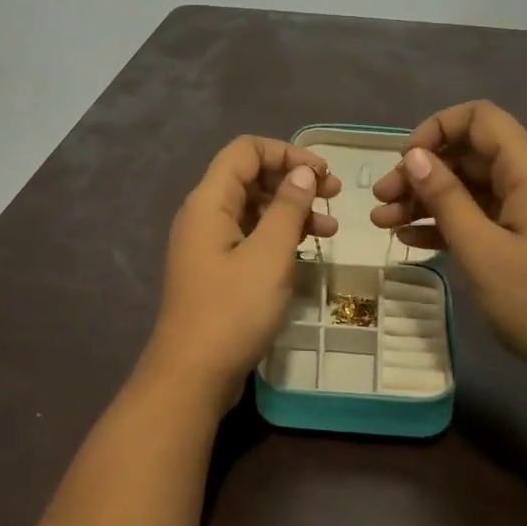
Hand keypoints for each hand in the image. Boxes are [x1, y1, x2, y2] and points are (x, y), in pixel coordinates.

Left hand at [145, 137, 342, 413]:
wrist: (192, 375)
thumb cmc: (233, 310)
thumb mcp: (270, 254)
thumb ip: (288, 207)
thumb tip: (303, 172)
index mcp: (209, 201)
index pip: (246, 150)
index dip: (287, 152)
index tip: (323, 174)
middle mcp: (204, 214)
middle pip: (250, 177)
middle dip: (294, 181)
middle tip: (334, 197)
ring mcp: (207, 244)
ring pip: (253, 209)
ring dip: (291, 212)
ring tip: (330, 231)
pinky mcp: (215, 270)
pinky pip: (249, 237)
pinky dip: (278, 237)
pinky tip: (306, 252)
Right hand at [370, 101, 526, 386]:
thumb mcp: (481, 250)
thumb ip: (446, 198)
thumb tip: (414, 156)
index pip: (482, 119)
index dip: (438, 128)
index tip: (406, 161)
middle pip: (470, 155)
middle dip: (422, 171)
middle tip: (381, 199)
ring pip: (470, 189)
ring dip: (426, 200)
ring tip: (382, 222)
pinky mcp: (525, 241)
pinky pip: (480, 218)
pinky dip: (446, 224)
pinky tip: (410, 241)